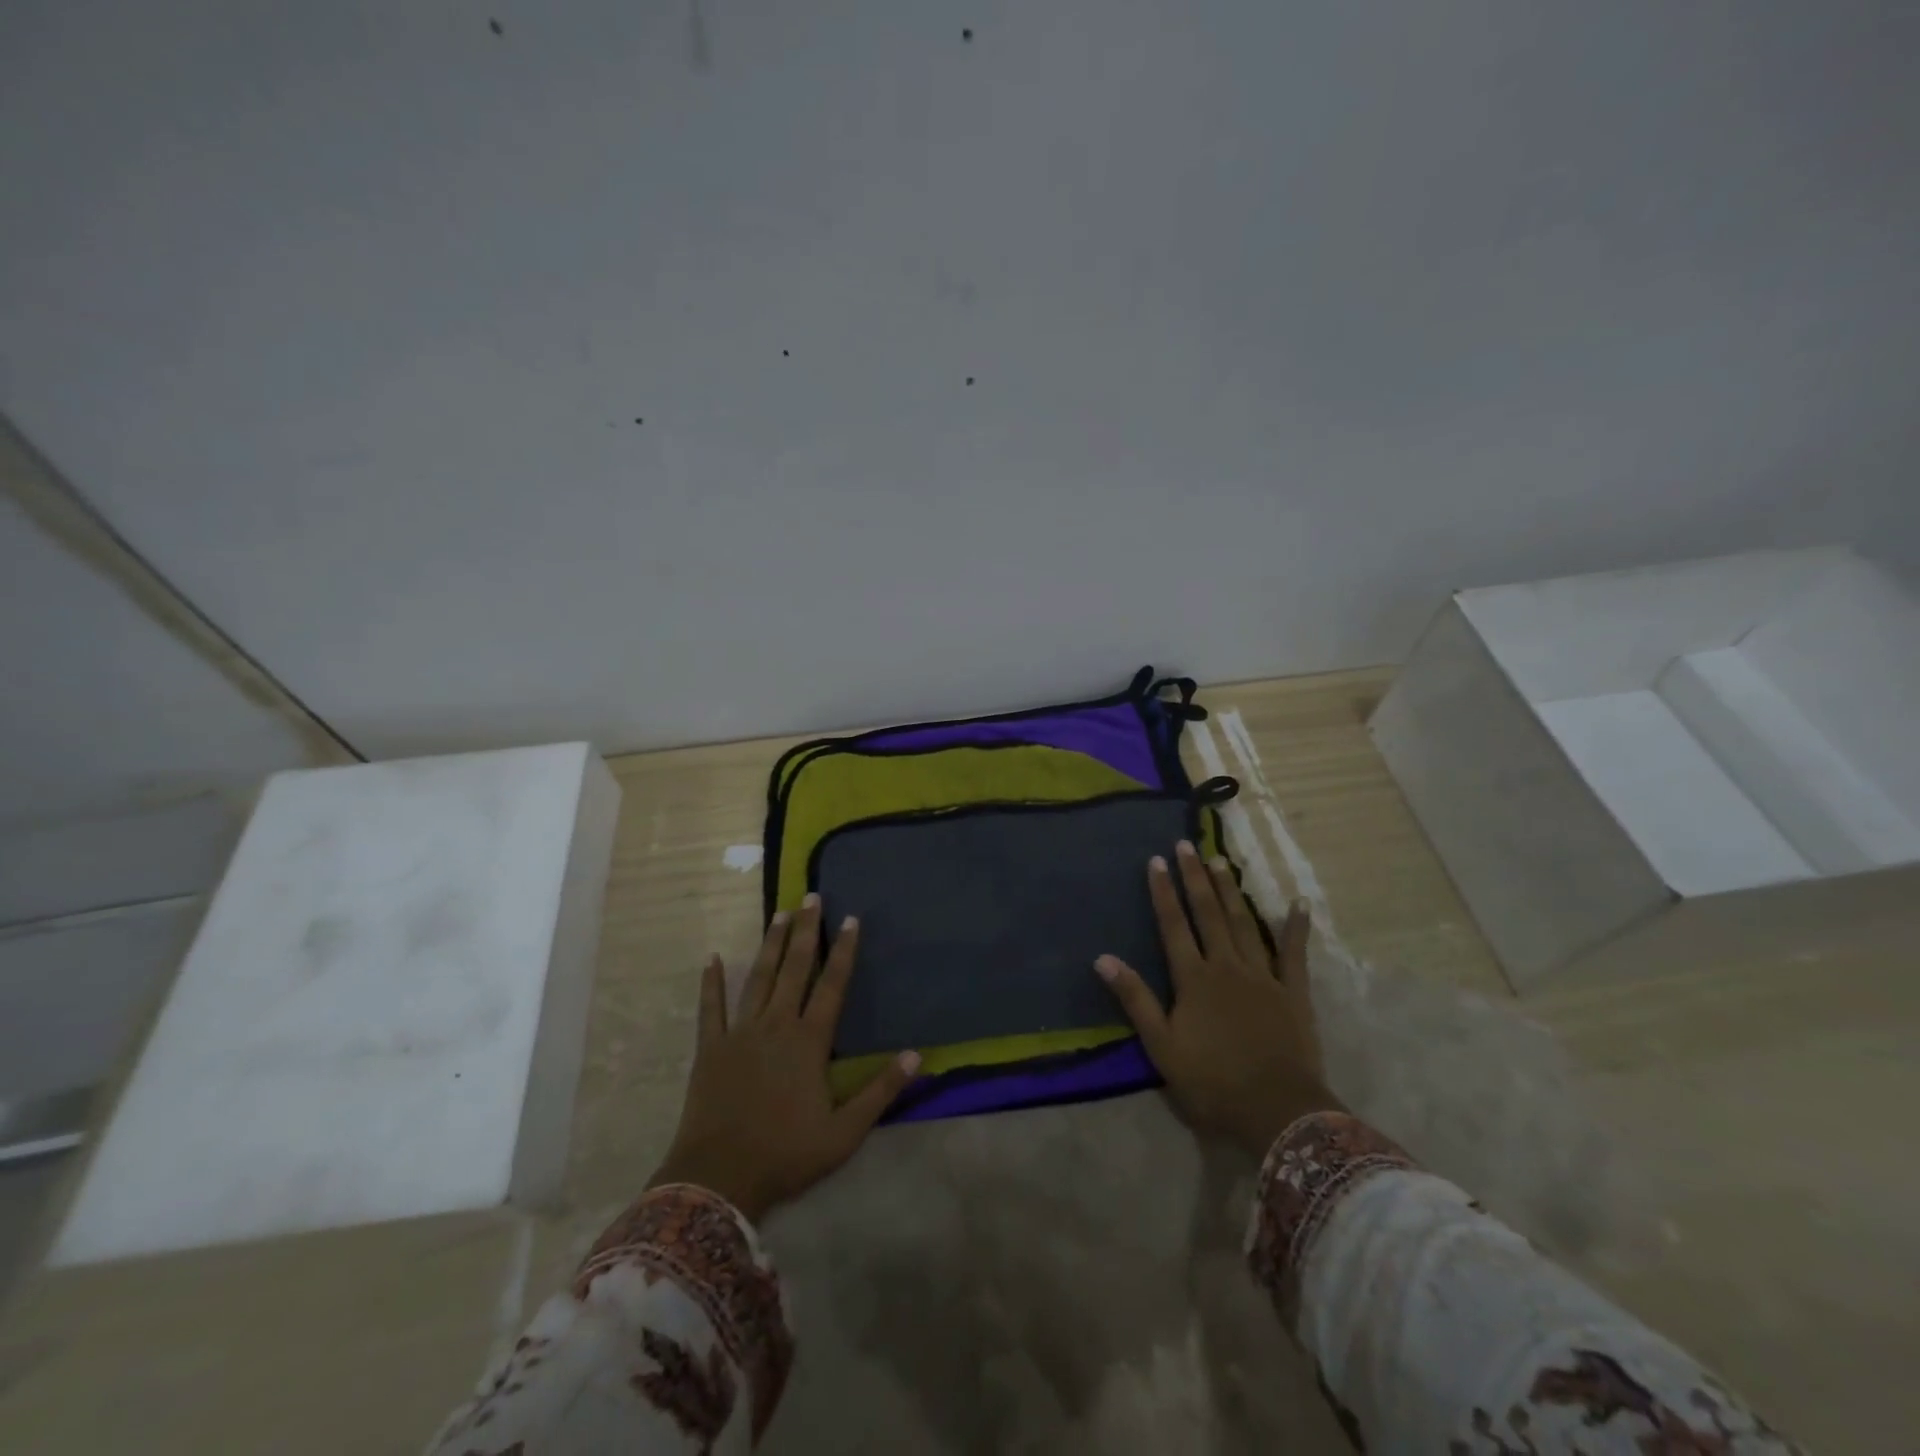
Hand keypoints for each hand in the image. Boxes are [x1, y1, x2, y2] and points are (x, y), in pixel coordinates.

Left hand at [648, 896, 919, 1221]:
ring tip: (779, 914)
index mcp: (809, 1042)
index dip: (844, 951)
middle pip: (794, 969)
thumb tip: (917, 1055)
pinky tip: (712, 959)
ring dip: (770, 945)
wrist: (719, 1179)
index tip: (850, 919)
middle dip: (805, 931)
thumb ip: (881, 1091)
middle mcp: (776, 1025)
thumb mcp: (845, 1132)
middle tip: (811, 897)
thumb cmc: (786, 1154)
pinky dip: (712, 983)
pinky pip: (711, 1008)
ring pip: (758, 978)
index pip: (832, 985)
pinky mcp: (711, 1048)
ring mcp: (740, 1033)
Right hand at [1095, 841, 1338, 1156]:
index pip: (1173, 926)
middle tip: (1188, 845)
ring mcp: (1263, 976)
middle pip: (1209, 914)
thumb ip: (1135, 998)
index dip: (1163, 892)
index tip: (1157, 860)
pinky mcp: (1293, 993)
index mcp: (1194, 979)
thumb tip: (1103, 957)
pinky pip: (1294, 954)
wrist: (1276, 1110)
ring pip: (1244, 924)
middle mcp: (1227, 966)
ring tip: (1221, 861)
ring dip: (1231, 891)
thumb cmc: (1212, 1082)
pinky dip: (1296, 927)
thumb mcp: (1161, 1046)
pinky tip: (1298, 903)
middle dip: (1196, 878)